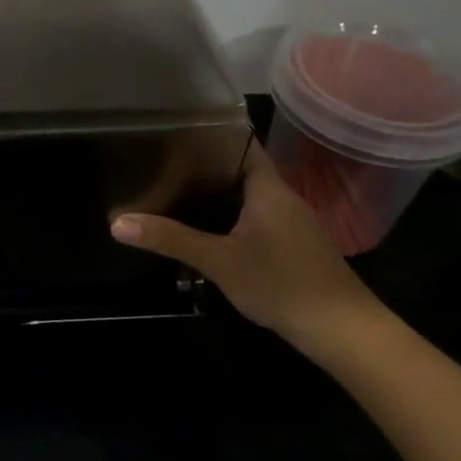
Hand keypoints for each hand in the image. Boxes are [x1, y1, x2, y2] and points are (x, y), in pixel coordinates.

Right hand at [111, 138, 383, 360]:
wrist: (342, 330)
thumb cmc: (282, 283)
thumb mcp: (219, 261)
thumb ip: (170, 239)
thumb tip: (117, 223)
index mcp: (267, 187)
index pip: (240, 142)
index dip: (209, 133)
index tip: (172, 130)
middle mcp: (280, 197)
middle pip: (238, 169)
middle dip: (202, 166)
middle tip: (159, 162)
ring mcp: (289, 223)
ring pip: (245, 196)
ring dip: (214, 194)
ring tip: (171, 190)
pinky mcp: (290, 246)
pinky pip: (252, 218)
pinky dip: (227, 217)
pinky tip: (203, 230)